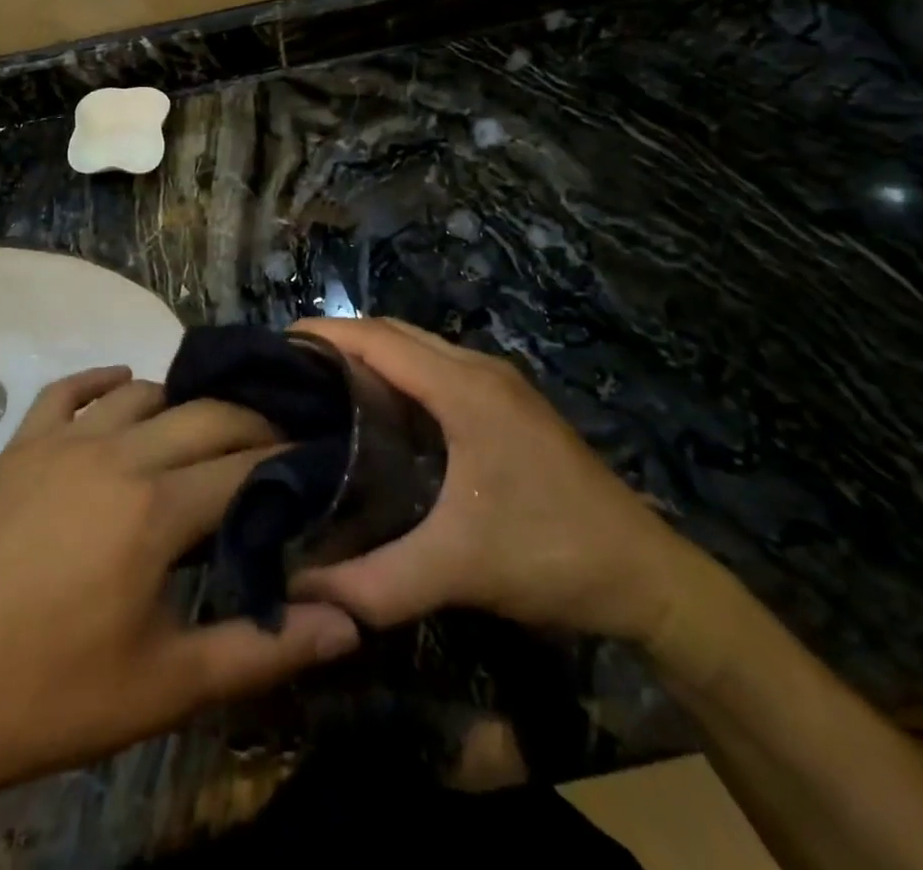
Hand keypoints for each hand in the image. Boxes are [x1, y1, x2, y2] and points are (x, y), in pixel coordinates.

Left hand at [0, 367, 361, 815]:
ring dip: (182, 403)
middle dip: (250, 423)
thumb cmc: (52, 695)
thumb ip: (264, 650)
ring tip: (205, 429)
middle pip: (205, 415)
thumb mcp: (168, 687)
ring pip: (142, 394)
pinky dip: (102, 381)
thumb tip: (350, 625)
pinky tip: (122, 385)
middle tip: (275, 445)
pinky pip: (68, 391)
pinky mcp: (17, 448)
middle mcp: (116, 454)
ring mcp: (61, 443)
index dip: (288, 461)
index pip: (246, 465)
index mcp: (156, 508)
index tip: (315, 461)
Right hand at [289, 320, 706, 645]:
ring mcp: (498, 383)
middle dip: (341, 340)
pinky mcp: (509, 403)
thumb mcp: (457, 569)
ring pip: (418, 347)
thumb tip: (298, 590)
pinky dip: (399, 372)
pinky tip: (379, 412)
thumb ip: (373, 582)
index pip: (377, 339)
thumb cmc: (550, 553)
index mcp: (463, 387)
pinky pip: (437, 367)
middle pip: (394, 332)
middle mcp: (478, 368)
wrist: (649, 575)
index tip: (274, 349)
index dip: (324, 334)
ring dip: (371, 354)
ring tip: (321, 387)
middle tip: (289, 373)